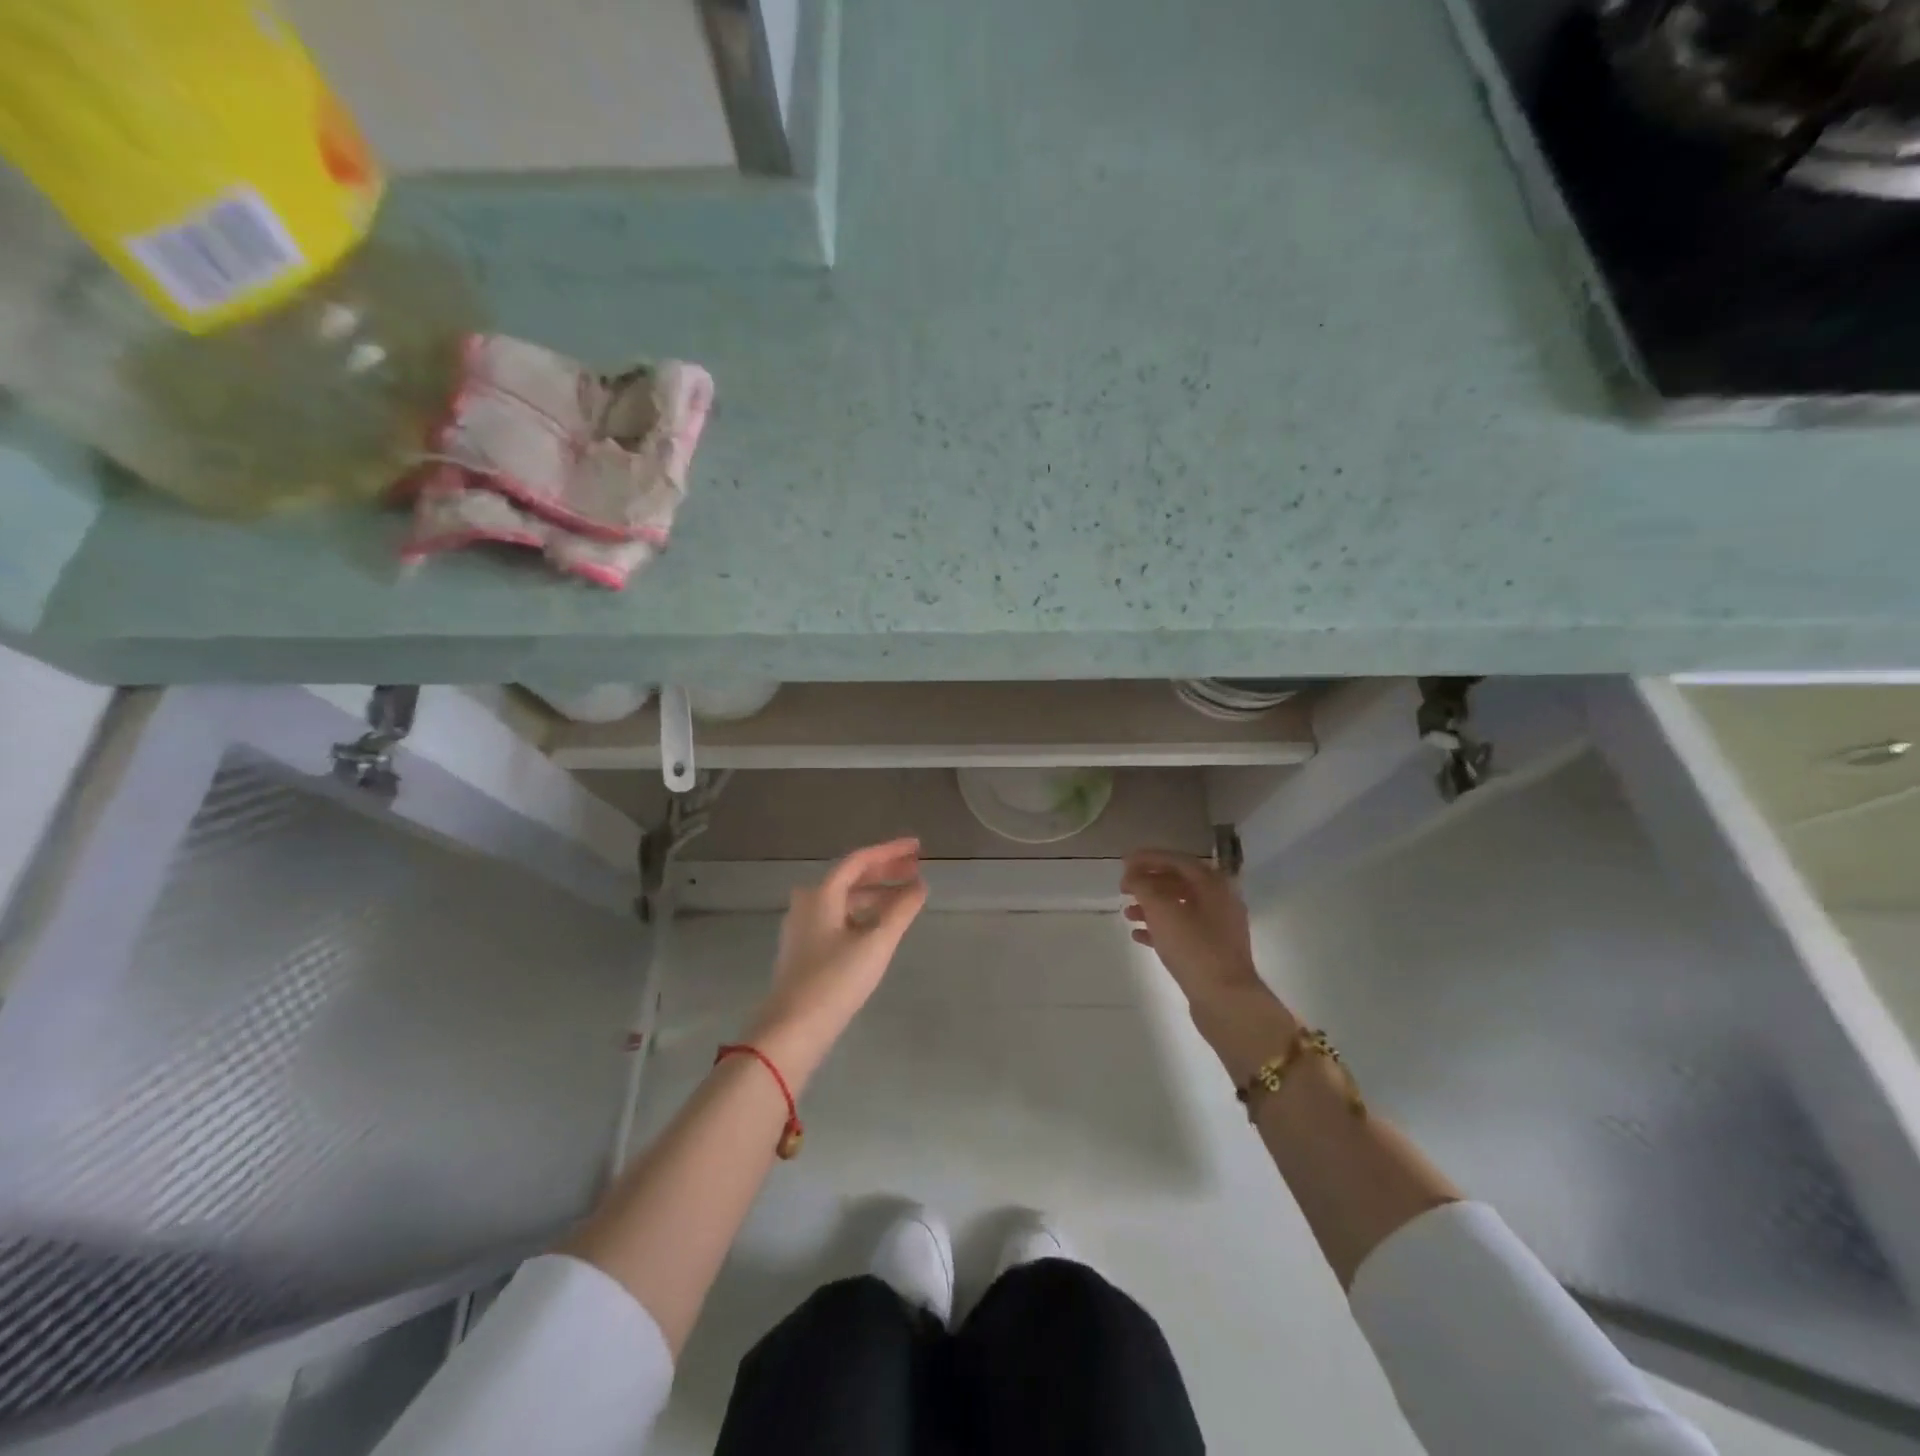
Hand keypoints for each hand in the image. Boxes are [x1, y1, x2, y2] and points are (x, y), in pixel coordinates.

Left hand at [748, 839, 927, 1079]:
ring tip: (906, 898)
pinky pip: (838, 918)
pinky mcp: (804, 949)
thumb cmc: (835, 980)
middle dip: (885, 872)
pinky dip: (862, 914)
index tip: (917, 847)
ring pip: (845, 900)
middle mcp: (808, 903)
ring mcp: (803, 927)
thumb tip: (920, 885)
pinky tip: (881, 925)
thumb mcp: (876, 943)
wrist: (792, 1030)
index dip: (890, 852)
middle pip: (851, 878)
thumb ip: (901, 910)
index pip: (860, 860)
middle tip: (916, 868)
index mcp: (821, 894)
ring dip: (875, 895)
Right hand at [1121, 849, 1262, 1006]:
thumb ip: (1144, 886)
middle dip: (1149, 883)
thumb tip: (1133, 877)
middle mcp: (1220, 900)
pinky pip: (1182, 930)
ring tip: (1128, 913)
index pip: (1177, 860)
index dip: (1148, 858)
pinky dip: (1160, 928)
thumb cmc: (1193, 947)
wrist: (1225, 999)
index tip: (1123, 862)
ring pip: (1179, 907)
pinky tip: (1139, 935)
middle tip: (1123, 888)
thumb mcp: (1162, 910)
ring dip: (1151, 906)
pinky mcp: (1212, 951)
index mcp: (1213, 884)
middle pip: (1179, 882)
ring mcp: (1218, 927)